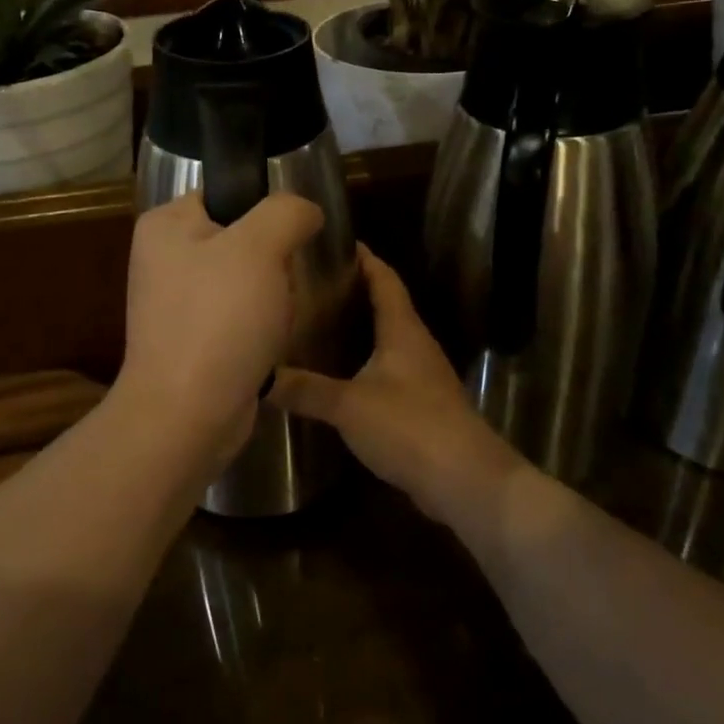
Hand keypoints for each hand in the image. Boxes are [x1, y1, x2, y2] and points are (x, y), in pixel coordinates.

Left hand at [118, 190, 323, 461]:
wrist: (189, 414)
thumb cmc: (219, 319)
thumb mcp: (259, 247)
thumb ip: (287, 211)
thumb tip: (306, 211)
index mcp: (165, 225)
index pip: (227, 194)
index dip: (266, 212)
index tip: (290, 239)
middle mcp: (164, 259)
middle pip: (242, 239)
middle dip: (273, 263)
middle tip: (282, 285)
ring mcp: (176, 303)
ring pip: (247, 281)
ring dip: (272, 299)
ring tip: (276, 319)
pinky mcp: (193, 340)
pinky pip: (239, 318)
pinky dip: (259, 328)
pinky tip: (266, 344)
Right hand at [272, 245, 521, 515]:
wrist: (465, 481)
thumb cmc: (409, 426)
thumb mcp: (348, 405)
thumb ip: (305, 389)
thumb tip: (259, 377)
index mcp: (403, 330)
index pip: (384, 279)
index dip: (365, 258)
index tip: (336, 242)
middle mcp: (416, 345)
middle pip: (386, 305)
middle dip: (354, 291)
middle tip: (311, 284)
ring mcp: (422, 376)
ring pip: (387, 339)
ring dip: (359, 328)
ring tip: (318, 324)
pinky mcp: (422, 405)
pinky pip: (388, 370)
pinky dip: (364, 362)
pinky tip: (339, 375)